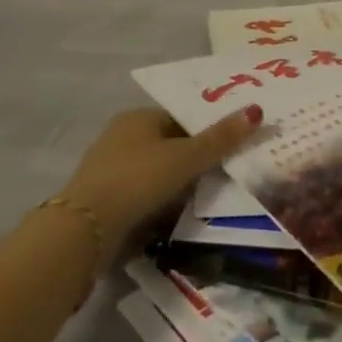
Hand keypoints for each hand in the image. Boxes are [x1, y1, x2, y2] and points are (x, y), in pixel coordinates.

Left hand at [58, 104, 263, 249]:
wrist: (84, 231)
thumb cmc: (138, 180)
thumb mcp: (187, 158)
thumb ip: (222, 138)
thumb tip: (257, 110)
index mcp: (139, 117)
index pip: (182, 117)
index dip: (207, 130)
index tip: (231, 147)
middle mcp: (121, 136)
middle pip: (169, 144)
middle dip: (193, 159)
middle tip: (225, 173)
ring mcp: (108, 170)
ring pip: (155, 171)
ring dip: (176, 184)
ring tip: (206, 197)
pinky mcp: (103, 201)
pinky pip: (142, 195)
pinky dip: (159, 203)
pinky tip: (176, 216)